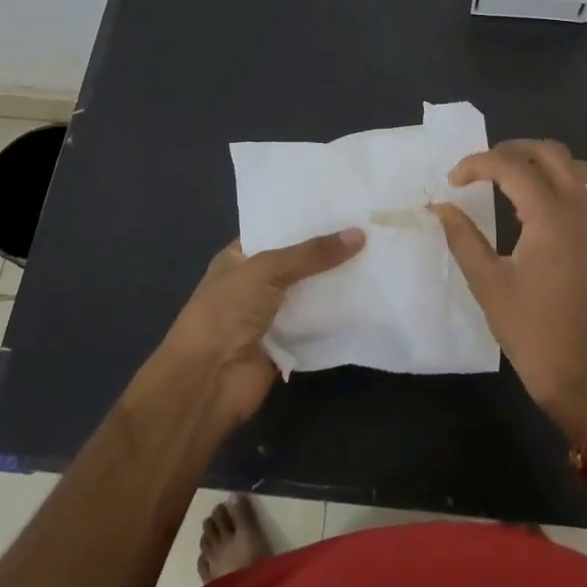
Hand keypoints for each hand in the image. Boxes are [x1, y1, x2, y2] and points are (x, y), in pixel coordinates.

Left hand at [153, 228, 364, 426]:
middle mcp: (253, 284)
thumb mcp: (266, 270)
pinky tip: (369, 297)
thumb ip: (311, 253)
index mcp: (238, 259)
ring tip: (377, 256)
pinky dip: (336, 315)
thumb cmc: (226, 312)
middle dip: (327, 250)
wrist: (208, 380)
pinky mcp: (286, 344)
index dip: (303, 219)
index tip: (342, 206)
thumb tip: (359, 234)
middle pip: (297, 262)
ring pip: (309, 293)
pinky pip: (316, 324)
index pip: (274, 231)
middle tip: (369, 228)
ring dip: (335, 282)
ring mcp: (270, 316)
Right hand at [432, 139, 586, 441]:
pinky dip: (561, 183)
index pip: (512, 166)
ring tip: (510, 181)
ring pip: (576, 167)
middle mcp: (580, 210)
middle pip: (551, 152)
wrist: (580, 374)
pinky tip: (535, 209)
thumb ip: (463, 237)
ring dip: (542, 163)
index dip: (478, 164)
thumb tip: (442, 207)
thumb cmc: (530, 329)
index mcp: (551, 217)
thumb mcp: (486, 282)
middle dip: (512, 150)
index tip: (452, 180)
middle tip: (482, 168)